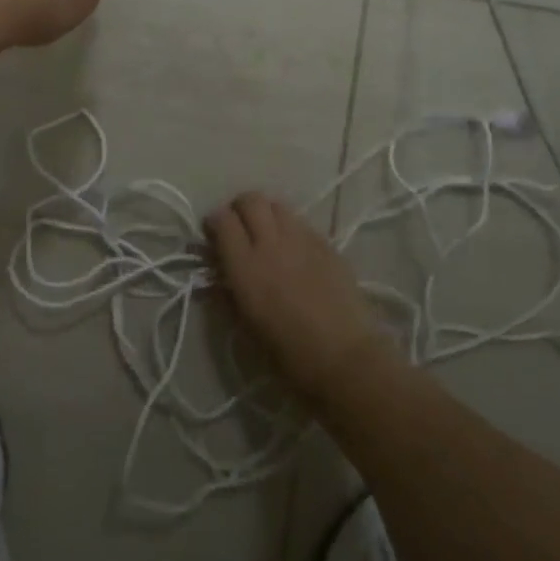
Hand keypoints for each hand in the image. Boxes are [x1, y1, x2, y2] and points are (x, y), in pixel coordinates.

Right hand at [207, 192, 396, 408]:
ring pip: (277, 205)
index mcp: (245, 265)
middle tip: (240, 229)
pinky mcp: (327, 244)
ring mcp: (302, 239)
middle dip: (240, 209)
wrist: (345, 360)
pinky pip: (301, 223)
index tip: (214, 236)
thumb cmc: (288, 354)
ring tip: (268, 235)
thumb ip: (226, 290)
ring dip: (267, 214)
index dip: (215, 222)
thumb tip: (216, 270)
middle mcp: (271, 242)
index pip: (222, 219)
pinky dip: (291, 229)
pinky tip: (295, 252)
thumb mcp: (245, 326)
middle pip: (250, 200)